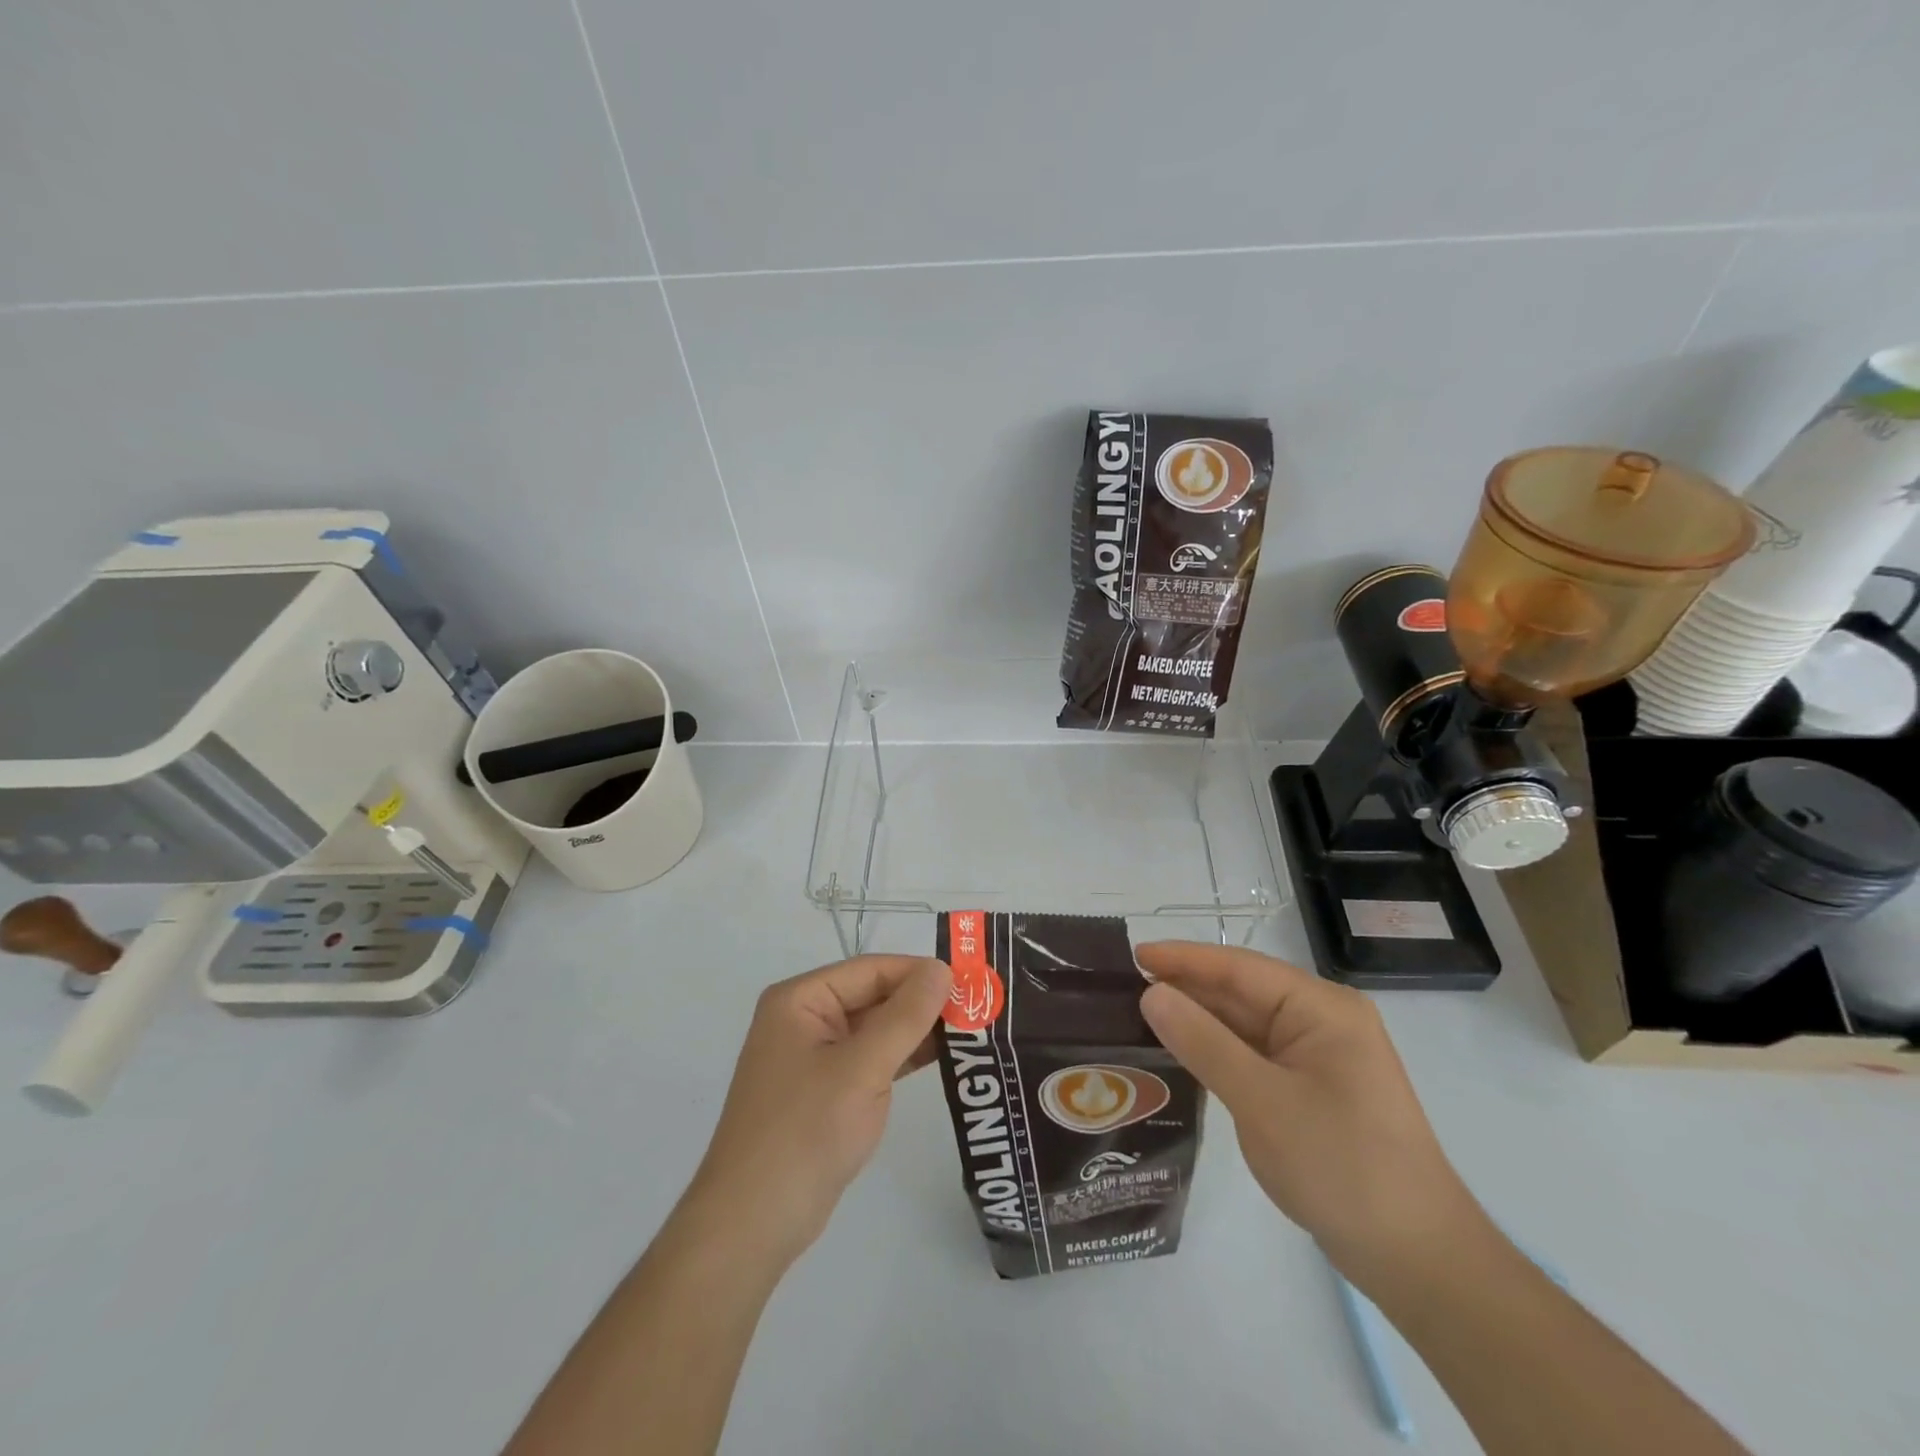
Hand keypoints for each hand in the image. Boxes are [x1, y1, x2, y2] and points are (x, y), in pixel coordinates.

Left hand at [681, 955, 952, 1269]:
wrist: (752, 1224)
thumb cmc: (804, 1133)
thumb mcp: (861, 1068)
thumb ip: (905, 1016)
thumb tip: (942, 969)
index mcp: (801, 1000)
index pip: (871, 969)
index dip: (920, 972)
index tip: (971, 982)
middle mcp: (805, 1018)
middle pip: (874, 995)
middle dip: (923, 1001)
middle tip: (979, 1007)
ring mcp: (814, 1056)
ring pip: (876, 1028)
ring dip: (918, 1029)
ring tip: (972, 1029)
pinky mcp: (826, 1090)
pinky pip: (871, 1058)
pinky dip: (903, 1056)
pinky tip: (944, 1057)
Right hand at [1137, 942, 1483, 1280]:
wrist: (1417, 1260)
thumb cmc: (1342, 1166)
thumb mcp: (1262, 1101)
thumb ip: (1203, 1042)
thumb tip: (1151, 993)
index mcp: (1322, 1008)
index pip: (1239, 968)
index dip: (1183, 959)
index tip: (1132, 956)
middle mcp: (1322, 1021)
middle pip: (1241, 993)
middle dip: (1186, 990)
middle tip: (1122, 990)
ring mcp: (1318, 1058)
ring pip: (1244, 1026)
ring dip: (1198, 1022)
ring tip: (1138, 1017)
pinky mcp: (1311, 1090)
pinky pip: (1253, 1056)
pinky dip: (1216, 1052)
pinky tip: (1179, 1054)